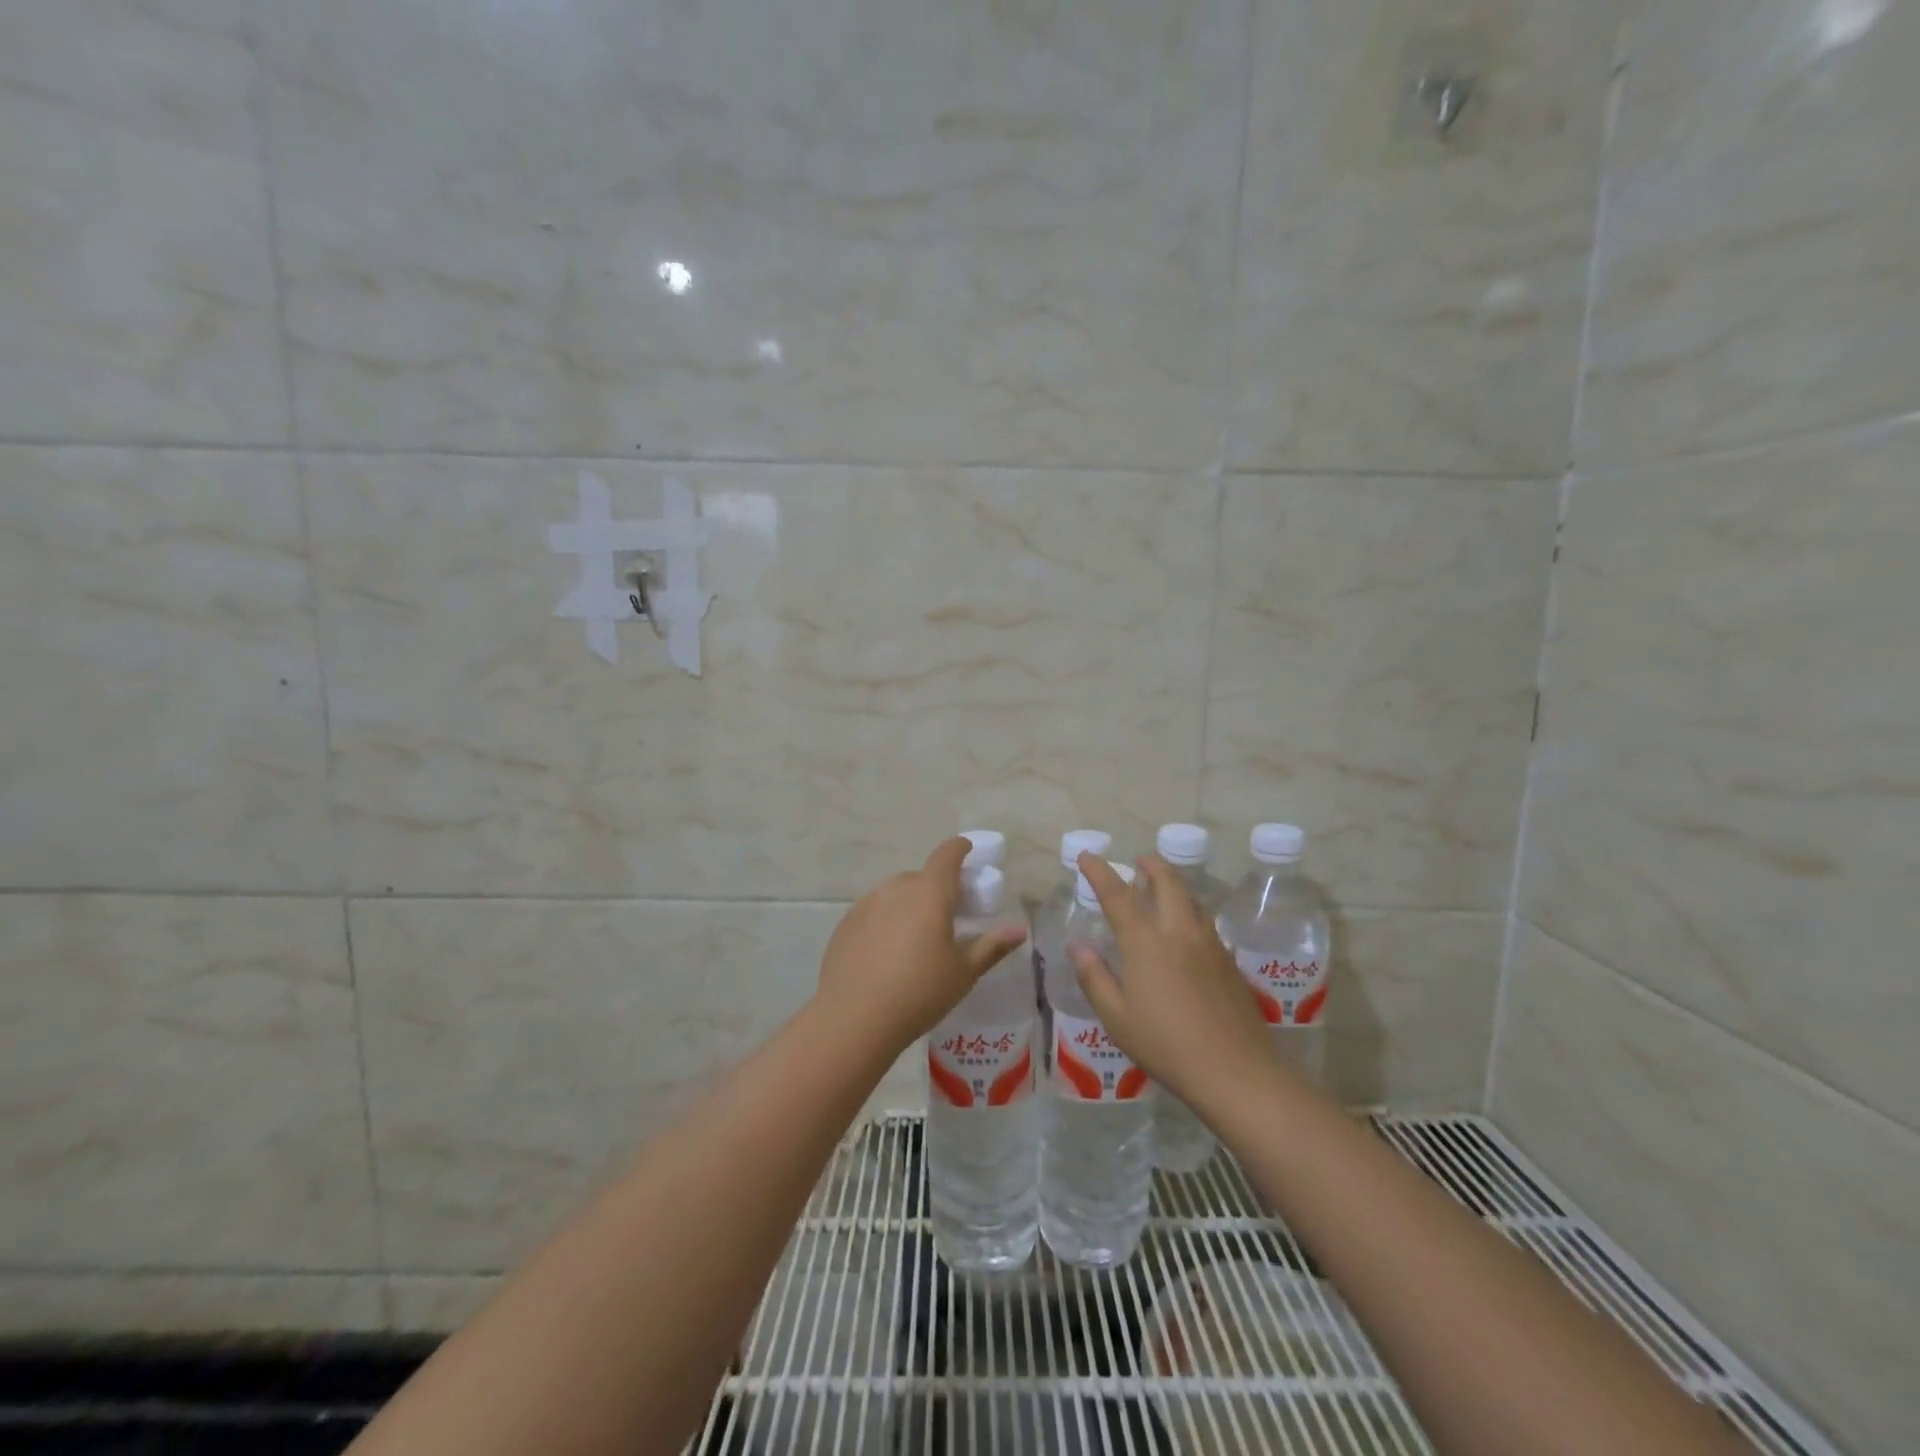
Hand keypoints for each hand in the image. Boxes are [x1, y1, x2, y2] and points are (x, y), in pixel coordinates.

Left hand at [816, 837, 1027, 1051]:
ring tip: (914, 940)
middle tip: (946, 916)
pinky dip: (884, 922)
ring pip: (894, 894)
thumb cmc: (920, 992)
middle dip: (935, 889)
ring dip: (908, 905)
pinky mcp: (845, 924)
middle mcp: (897, 888)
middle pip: (920, 878)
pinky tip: (885, 955)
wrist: (855, 1019)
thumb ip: (992, 946)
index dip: (959, 848)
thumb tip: (1019, 930)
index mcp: (930, 892)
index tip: (967, 851)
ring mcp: (866, 904)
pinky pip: (872, 913)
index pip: (947, 855)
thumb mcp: (964, 972)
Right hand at [1069, 852, 1274, 1108]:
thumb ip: (1095, 977)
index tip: (1087, 856)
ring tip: (1161, 889)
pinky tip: (1185, 930)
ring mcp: (1209, 943)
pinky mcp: (1229, 961)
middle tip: (1138, 861)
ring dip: (1174, 884)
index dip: (1099, 871)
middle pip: (1167, 881)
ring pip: (1191, 898)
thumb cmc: (1166, 1045)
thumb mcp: (1116, 1017)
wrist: (1236, 1071)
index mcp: (1146, 941)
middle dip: (1151, 865)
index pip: (1118, 894)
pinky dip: (1189, 909)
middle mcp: (1179, 931)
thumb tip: (1079, 946)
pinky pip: (1205, 920)